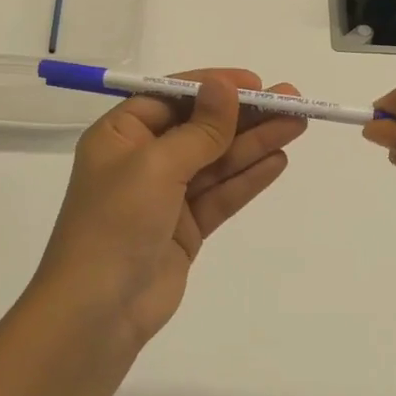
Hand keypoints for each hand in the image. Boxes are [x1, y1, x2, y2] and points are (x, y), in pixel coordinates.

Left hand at [34, 70, 305, 343]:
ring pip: (218, 161)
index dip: (215, 87)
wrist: (97, 312)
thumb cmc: (116, 223)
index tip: (256, 82)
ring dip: (256, 142)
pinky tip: (278, 160)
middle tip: (293, 101)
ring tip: (297, 124)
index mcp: (122, 135)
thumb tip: (225, 84)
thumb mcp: (157, 166)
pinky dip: (249, 178)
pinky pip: (222, 194)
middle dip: (246, 115)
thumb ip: (200, 129)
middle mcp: (143, 160)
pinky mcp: (186, 228)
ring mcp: (166, 196)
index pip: (173, 97)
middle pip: (201, 128)